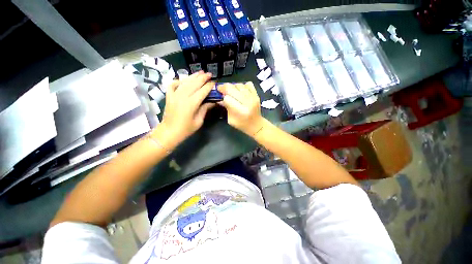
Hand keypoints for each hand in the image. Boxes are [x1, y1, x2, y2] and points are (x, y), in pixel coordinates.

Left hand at [152, 71, 214, 149]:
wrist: (169, 132)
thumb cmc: (186, 129)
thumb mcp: (199, 121)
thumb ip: (205, 109)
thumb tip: (212, 102)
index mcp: (191, 103)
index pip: (202, 91)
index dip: (209, 86)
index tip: (214, 83)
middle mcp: (183, 96)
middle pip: (194, 83)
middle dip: (202, 78)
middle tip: (209, 74)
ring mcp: (174, 95)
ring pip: (185, 82)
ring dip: (193, 76)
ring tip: (200, 72)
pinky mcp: (169, 96)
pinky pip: (173, 85)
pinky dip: (178, 81)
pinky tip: (184, 80)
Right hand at [217, 82, 264, 136]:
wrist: (256, 124)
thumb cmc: (242, 124)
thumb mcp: (231, 119)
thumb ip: (226, 108)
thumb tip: (220, 98)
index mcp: (240, 111)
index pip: (227, 98)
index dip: (223, 97)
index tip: (220, 96)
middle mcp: (247, 102)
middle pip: (232, 88)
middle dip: (224, 88)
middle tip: (221, 89)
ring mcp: (253, 97)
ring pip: (239, 85)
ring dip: (232, 86)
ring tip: (230, 90)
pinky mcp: (257, 95)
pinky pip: (248, 84)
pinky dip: (242, 85)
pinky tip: (239, 90)